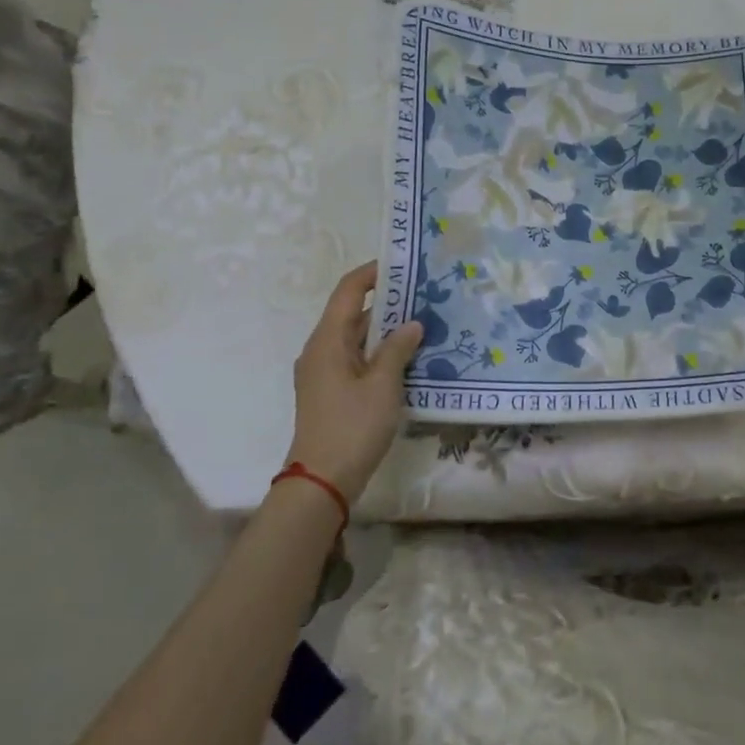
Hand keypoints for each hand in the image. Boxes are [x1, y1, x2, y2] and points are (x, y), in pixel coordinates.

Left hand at [283, 262, 422, 498]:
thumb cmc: (352, 426)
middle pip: (352, 313)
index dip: (372, 273)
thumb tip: (412, 323)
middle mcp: (320, 350)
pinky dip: (379, 353)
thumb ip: (398, 349)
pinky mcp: (331, 392)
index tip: (403, 264)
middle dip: (387, 302)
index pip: (348, 291)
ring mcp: (323, 373)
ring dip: (386, 330)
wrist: (322, 481)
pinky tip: (408, 358)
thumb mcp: (383, 385)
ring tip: (423, 322)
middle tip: (425, 295)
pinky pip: (356, 360)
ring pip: (356, 339)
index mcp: (327, 340)